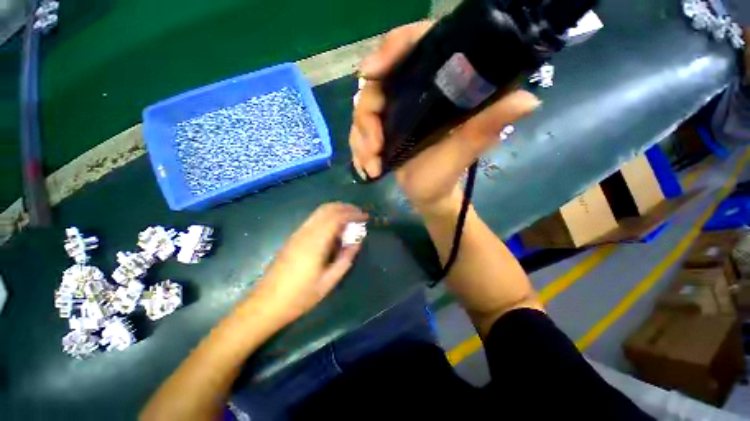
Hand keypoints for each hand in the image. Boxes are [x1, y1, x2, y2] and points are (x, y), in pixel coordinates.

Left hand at [250, 203, 367, 328]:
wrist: (265, 304)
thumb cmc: (299, 296)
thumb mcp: (328, 282)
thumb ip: (345, 259)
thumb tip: (356, 243)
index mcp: (315, 242)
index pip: (336, 217)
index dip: (353, 214)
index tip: (365, 217)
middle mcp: (305, 232)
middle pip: (327, 209)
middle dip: (345, 207)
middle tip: (359, 214)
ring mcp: (297, 234)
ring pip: (319, 212)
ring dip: (336, 211)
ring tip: (350, 219)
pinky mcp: (293, 238)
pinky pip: (314, 220)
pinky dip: (328, 218)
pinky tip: (335, 230)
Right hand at [350, 21, 540, 213]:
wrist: (427, 195)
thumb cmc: (445, 176)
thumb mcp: (462, 153)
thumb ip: (484, 128)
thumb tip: (527, 100)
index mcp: (440, 88)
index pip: (416, 44)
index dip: (392, 48)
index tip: (372, 72)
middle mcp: (416, 93)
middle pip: (378, 82)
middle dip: (367, 117)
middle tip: (374, 147)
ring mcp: (396, 111)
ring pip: (363, 109)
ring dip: (361, 140)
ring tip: (371, 166)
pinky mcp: (383, 128)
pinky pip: (359, 130)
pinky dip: (359, 149)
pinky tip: (367, 168)